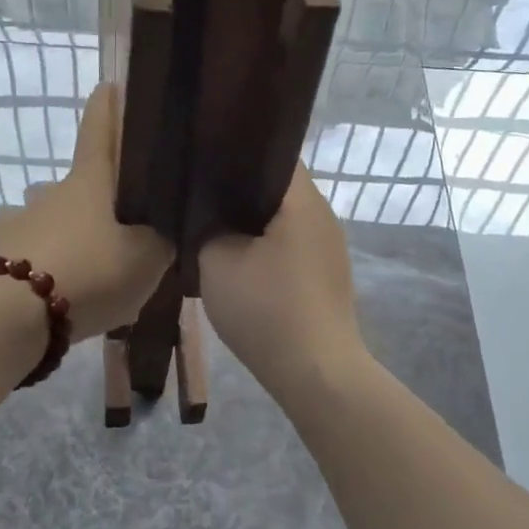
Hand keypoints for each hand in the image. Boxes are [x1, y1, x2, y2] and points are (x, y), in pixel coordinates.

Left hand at [0, 83, 172, 341]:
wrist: (16, 315)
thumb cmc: (91, 271)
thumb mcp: (146, 260)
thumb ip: (158, 242)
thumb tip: (157, 233)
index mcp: (89, 182)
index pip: (99, 130)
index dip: (107, 107)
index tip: (108, 85)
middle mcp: (52, 192)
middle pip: (79, 183)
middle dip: (98, 198)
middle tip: (122, 229)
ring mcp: (20, 221)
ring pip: (52, 219)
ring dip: (70, 233)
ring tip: (90, 268)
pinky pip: (32, 253)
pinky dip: (47, 265)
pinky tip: (60, 293)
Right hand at [199, 164, 365, 384]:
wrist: (315, 374)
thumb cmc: (267, 309)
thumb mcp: (217, 262)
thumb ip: (206, 228)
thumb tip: (209, 220)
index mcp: (302, 201)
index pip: (272, 155)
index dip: (236, 155)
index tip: (203, 163)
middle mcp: (323, 217)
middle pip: (277, 189)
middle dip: (238, 192)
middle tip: (199, 197)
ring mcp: (329, 250)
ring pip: (282, 221)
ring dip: (251, 225)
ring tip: (212, 229)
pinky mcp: (327, 278)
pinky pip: (290, 248)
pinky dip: (265, 250)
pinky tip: (239, 265)